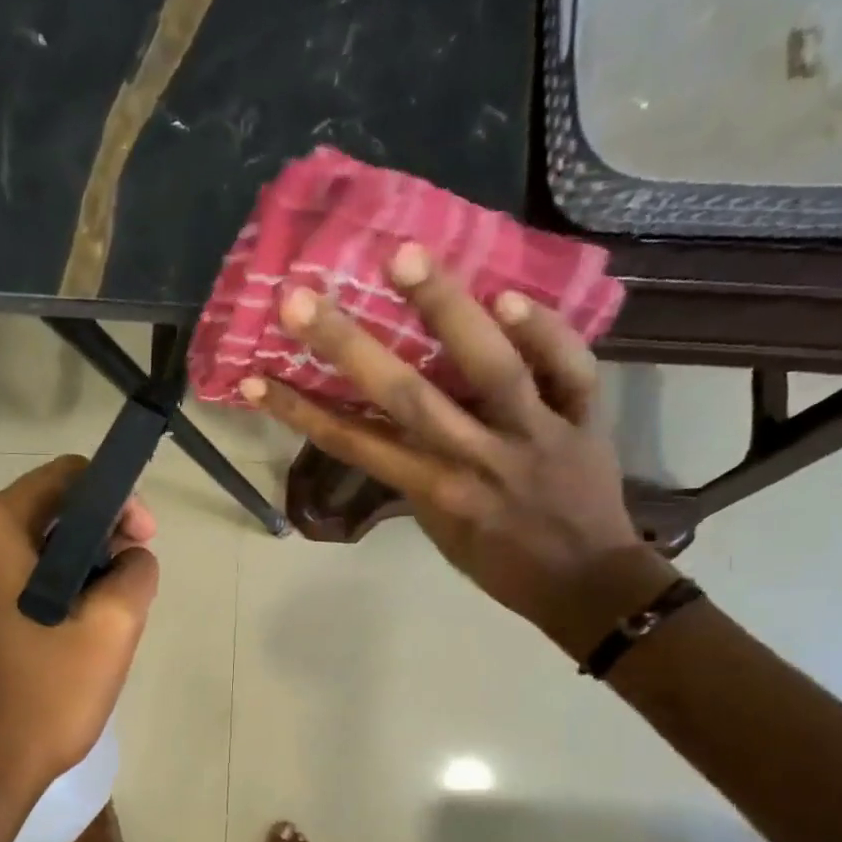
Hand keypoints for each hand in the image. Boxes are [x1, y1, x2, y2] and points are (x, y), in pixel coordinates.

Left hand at [0, 456, 159, 795]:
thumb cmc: (41, 698)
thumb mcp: (112, 630)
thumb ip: (136, 573)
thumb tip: (132, 557)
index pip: (70, 477)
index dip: (118, 500)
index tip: (143, 543)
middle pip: (48, 510)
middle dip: (98, 537)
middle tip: (130, 584)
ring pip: (31, 547)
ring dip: (76, 567)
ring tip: (105, 615)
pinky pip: (10, 577)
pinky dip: (46, 588)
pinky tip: (67, 631)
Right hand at [242, 243, 675, 659]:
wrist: (587, 585)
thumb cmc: (501, 564)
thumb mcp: (442, 532)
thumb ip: (415, 478)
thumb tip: (386, 427)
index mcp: (434, 490)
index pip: (354, 443)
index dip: (300, 410)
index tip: (255, 378)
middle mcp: (476, 457)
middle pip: (406, 396)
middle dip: (348, 346)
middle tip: (301, 298)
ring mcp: (534, 433)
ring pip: (490, 367)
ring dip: (446, 310)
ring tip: (404, 257)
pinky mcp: (585, 419)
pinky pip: (570, 368)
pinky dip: (545, 331)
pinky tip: (510, 294)